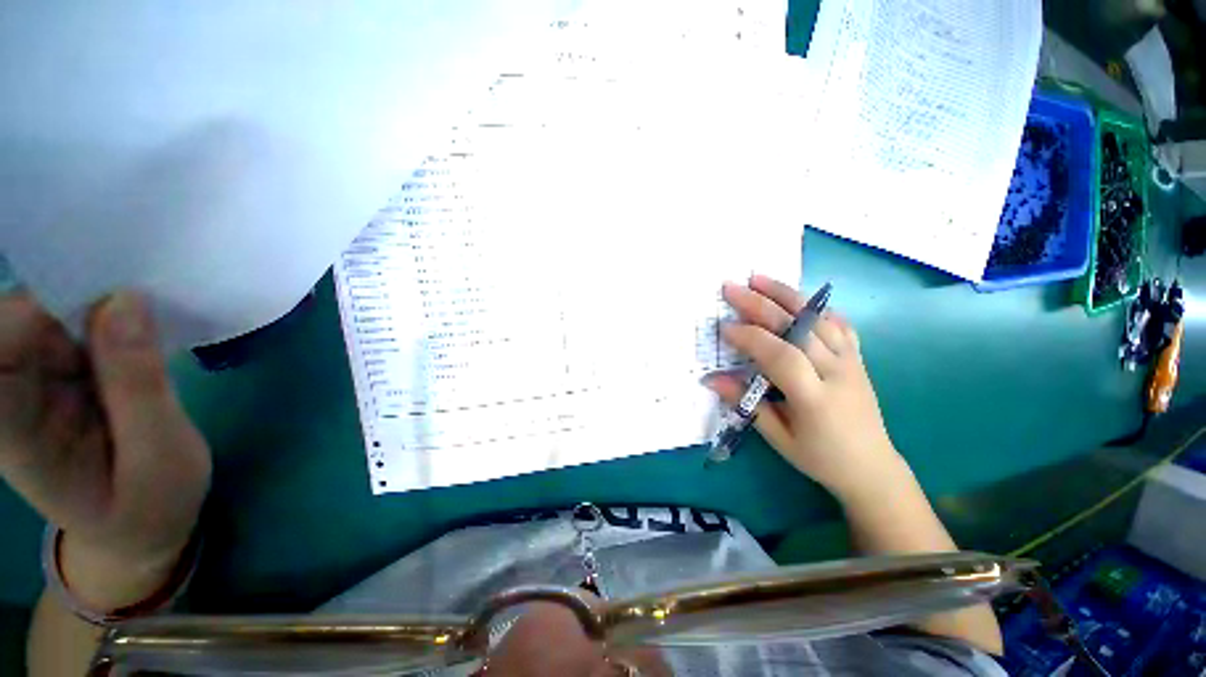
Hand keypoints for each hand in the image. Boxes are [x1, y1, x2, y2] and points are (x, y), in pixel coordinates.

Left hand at [0, 290, 210, 608]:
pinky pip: (69, 323)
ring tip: (148, 313)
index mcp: (11, 431)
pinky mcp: (56, 372)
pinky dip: (106, 313)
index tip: (105, 296)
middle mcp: (6, 396)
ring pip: (46, 311)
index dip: (36, 309)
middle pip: (17, 316)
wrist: (139, 528)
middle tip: (139, 296)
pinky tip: (140, 325)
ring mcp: (30, 381)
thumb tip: (125, 299)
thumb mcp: (159, 456)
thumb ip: (138, 385)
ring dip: (96, 302)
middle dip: (74, 294)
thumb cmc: (151, 504)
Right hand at [705, 275, 906, 503]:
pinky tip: (796, 297)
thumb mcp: (778, 438)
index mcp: (815, 398)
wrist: (872, 467)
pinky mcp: (857, 357)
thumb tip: (712, 379)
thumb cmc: (820, 457)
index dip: (751, 338)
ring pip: (818, 317)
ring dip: (786, 295)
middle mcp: (837, 372)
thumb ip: (746, 403)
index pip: (781, 356)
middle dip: (760, 305)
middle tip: (731, 288)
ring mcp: (851, 361)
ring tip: (759, 279)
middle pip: (797, 327)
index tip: (724, 328)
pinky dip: (815, 306)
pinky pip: (837, 323)